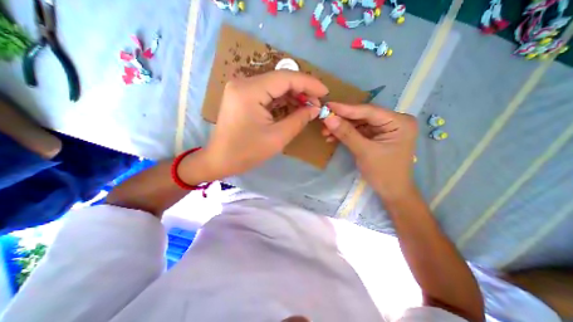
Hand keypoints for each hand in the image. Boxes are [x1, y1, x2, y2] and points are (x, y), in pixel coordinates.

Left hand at [184, 71, 326, 180]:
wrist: (220, 160)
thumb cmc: (246, 152)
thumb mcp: (277, 137)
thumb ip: (298, 120)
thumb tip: (315, 108)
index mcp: (250, 91)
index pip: (285, 78)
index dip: (308, 83)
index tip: (325, 91)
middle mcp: (243, 83)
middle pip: (280, 80)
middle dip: (301, 90)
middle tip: (316, 104)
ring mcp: (241, 89)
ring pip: (274, 86)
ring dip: (292, 95)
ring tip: (307, 107)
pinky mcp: (242, 96)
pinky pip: (266, 93)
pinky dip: (281, 100)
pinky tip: (293, 107)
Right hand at [321, 104, 419, 200]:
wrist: (391, 192)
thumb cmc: (383, 173)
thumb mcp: (364, 152)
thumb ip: (346, 133)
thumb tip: (328, 118)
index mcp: (399, 122)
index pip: (368, 111)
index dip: (346, 108)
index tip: (327, 105)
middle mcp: (393, 121)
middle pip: (362, 116)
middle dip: (342, 120)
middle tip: (323, 120)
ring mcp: (384, 129)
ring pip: (358, 123)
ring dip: (341, 128)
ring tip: (325, 132)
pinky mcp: (376, 136)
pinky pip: (358, 131)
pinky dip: (345, 134)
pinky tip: (332, 137)